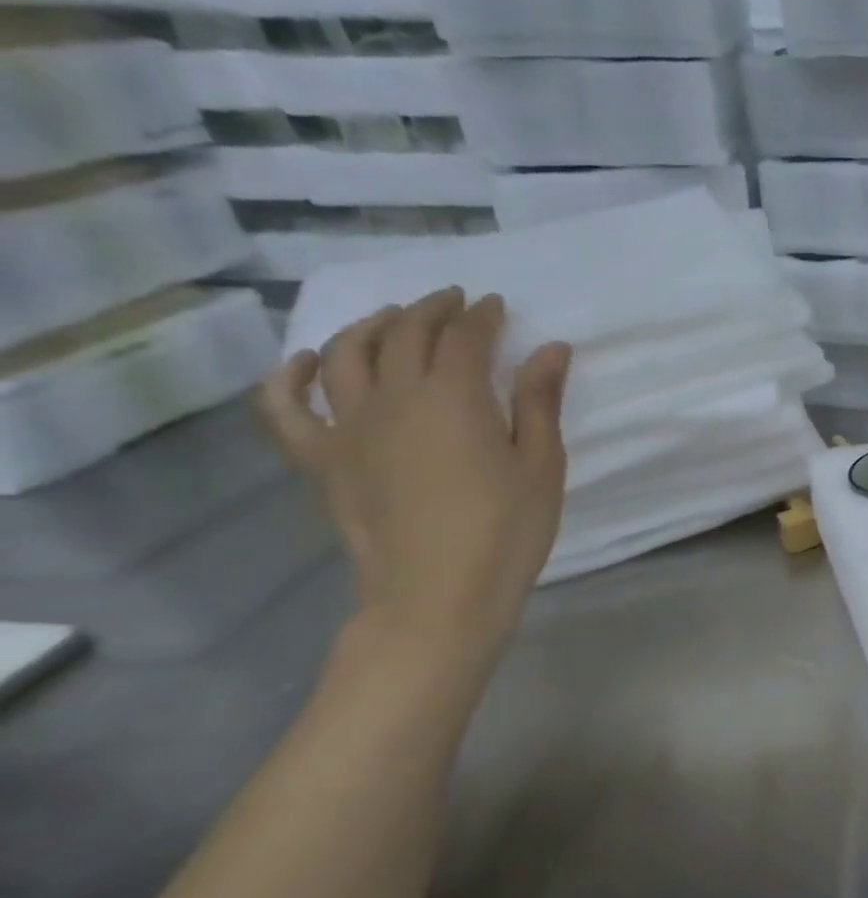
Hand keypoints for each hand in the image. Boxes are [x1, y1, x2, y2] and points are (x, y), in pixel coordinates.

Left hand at [258, 288, 571, 656]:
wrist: (438, 595)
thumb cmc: (507, 530)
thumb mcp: (541, 465)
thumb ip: (540, 402)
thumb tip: (551, 348)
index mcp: (454, 397)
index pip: (464, 337)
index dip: (482, 316)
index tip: (496, 306)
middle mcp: (394, 397)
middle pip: (404, 334)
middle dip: (431, 310)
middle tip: (452, 302)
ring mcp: (348, 426)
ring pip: (345, 354)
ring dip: (370, 326)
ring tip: (391, 319)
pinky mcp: (321, 459)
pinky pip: (286, 406)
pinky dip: (290, 376)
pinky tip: (305, 362)